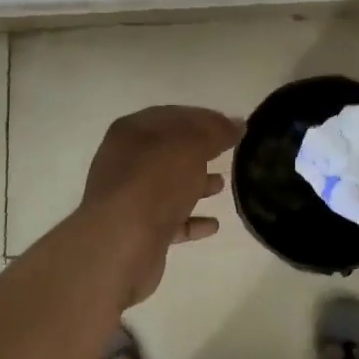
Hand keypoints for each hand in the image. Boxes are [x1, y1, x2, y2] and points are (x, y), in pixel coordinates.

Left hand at [79, 105, 243, 302]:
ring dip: (196, 184)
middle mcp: (126, 160)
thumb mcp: (192, 146)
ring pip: (169, 185)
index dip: (206, 119)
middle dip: (200, 151)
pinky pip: (169, 219)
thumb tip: (237, 123)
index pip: (175, 116)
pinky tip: (213, 225)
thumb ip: (216, 132)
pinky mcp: (137, 229)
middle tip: (229, 154)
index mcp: (133, 131)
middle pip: (170, 150)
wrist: (122, 243)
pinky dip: (191, 219)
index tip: (233, 127)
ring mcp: (129, 196)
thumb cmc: (156, 182)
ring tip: (223, 186)